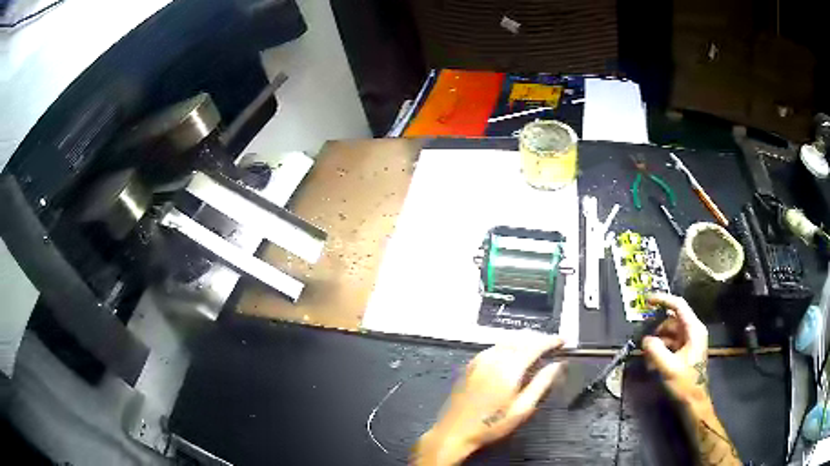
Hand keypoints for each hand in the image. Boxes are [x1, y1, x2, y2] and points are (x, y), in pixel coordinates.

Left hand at [412, 333, 565, 465]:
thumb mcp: (522, 409)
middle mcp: (493, 358)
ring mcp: (479, 359)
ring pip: (507, 340)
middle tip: (553, 346)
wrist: (454, 431)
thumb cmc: (491, 424)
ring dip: (524, 340)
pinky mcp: (471, 364)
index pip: (535, 345)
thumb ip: (541, 384)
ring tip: (537, 349)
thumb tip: (557, 365)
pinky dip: (509, 345)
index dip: (551, 340)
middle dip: (538, 339)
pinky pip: (495, 346)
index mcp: (508, 368)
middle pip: (521, 338)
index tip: (563, 341)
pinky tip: (514, 355)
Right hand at [641, 293, 710, 410]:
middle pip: (672, 321)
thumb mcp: (668, 368)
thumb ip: (656, 351)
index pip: (678, 306)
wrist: (694, 402)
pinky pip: (671, 344)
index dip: (663, 300)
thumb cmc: (685, 384)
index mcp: (694, 330)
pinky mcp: (685, 352)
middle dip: (657, 330)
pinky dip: (661, 350)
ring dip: (657, 342)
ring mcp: (689, 342)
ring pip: (670, 333)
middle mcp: (693, 332)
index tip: (647, 300)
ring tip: (647, 357)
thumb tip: (645, 339)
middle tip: (643, 341)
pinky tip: (652, 363)